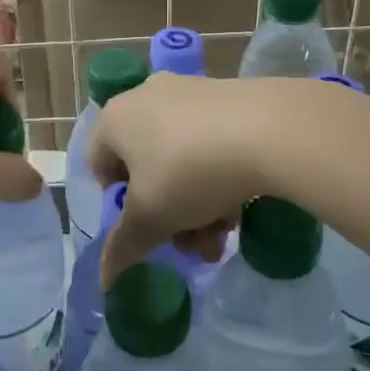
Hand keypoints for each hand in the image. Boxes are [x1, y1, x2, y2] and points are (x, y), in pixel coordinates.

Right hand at [89, 73, 294, 284]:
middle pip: (146, 169)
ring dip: (196, 206)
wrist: (270, 130)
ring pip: (181, 161)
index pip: (100, 167)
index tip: (145, 227)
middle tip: (191, 245)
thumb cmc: (190, 172)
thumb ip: (123, 247)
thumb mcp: (151, 218)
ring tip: (222, 236)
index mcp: (115, 118)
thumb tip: (104, 277)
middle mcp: (146, 97)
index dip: (118, 205)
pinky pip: (211, 143)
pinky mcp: (228, 96)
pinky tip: (241, 206)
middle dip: (168, 216)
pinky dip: (219, 177)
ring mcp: (190, 93)